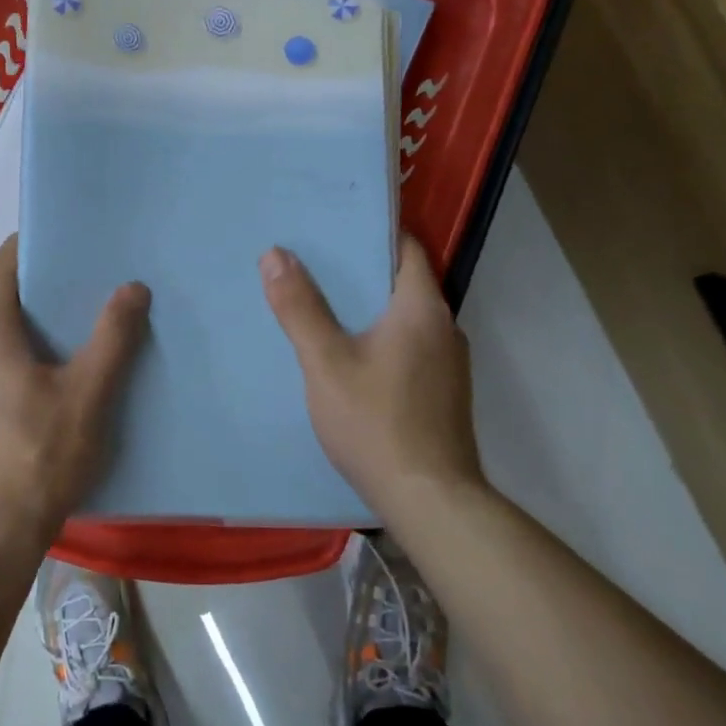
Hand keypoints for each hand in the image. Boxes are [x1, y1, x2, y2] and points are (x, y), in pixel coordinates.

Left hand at [0, 236, 150, 556]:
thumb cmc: (39, 459)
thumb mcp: (88, 397)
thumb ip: (112, 338)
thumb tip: (132, 287)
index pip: (2, 269)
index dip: (24, 249)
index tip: (54, 241)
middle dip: (13, 287)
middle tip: (56, 293)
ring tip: (41, 337)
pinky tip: (17, 382)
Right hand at [259, 236, 484, 513]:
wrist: (430, 501)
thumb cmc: (377, 423)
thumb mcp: (326, 363)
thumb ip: (300, 308)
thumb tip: (275, 254)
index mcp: (423, 309)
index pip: (406, 248)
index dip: (372, 232)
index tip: (333, 225)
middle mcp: (445, 328)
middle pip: (404, 282)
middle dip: (361, 270)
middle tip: (313, 262)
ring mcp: (449, 364)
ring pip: (406, 318)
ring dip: (371, 307)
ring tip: (325, 304)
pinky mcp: (444, 393)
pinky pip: (410, 346)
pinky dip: (382, 337)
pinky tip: (351, 354)